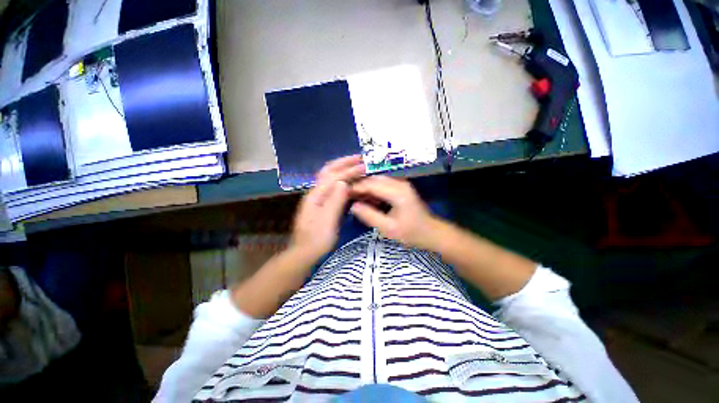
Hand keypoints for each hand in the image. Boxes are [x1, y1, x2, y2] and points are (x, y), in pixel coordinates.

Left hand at [291, 155, 365, 259]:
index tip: (365, 166)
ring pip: (332, 178)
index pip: (334, 177)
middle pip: (329, 171)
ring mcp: (319, 198)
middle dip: (344, 162)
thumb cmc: (317, 239)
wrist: (305, 253)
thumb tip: (343, 182)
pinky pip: (335, 188)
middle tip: (360, 157)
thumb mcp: (327, 221)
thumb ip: (335, 201)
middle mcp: (316, 192)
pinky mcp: (324, 204)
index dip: (349, 170)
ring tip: (358, 165)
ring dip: (344, 169)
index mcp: (316, 195)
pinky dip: (344, 181)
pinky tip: (353, 182)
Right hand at [350, 176, 442, 249]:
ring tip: (354, 198)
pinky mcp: (400, 187)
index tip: (343, 194)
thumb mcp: (388, 229)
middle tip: (346, 196)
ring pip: (377, 180)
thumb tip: (353, 206)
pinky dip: (373, 190)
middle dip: (359, 186)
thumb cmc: (411, 233)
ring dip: (365, 188)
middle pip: (373, 179)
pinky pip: (382, 185)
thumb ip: (370, 216)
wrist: (431, 232)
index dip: (356, 187)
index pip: (371, 184)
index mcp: (397, 192)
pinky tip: (367, 200)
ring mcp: (401, 184)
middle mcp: (399, 183)